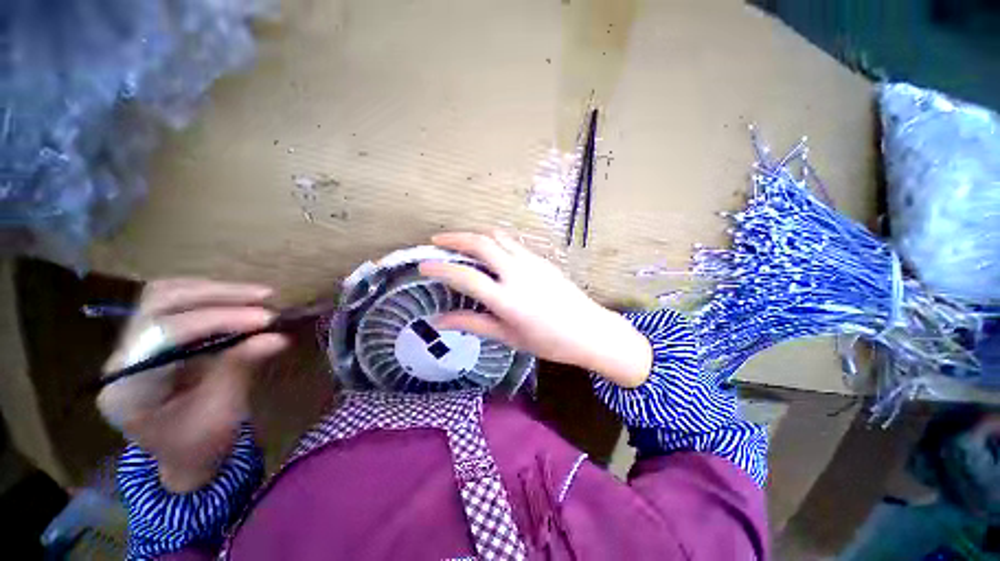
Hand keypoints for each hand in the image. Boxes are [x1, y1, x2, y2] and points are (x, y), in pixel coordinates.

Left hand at [97, 279, 287, 492]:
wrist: (182, 457)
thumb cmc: (201, 445)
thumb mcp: (224, 411)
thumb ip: (241, 367)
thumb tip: (278, 337)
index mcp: (129, 390)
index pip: (164, 336)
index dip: (217, 320)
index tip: (266, 319)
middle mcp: (120, 360)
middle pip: (159, 305)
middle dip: (216, 296)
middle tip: (265, 297)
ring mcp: (129, 346)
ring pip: (163, 295)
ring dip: (213, 290)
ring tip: (257, 294)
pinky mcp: (147, 338)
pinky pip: (172, 302)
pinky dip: (207, 295)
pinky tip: (235, 300)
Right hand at [420, 231, 651, 387]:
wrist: (590, 330)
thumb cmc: (548, 341)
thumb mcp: (508, 337)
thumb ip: (473, 324)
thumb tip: (439, 320)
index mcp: (507, 300)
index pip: (466, 277)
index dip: (441, 269)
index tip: (423, 265)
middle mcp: (517, 274)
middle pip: (481, 243)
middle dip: (455, 238)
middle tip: (437, 241)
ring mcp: (532, 262)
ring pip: (498, 236)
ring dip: (475, 234)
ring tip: (460, 241)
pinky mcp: (541, 258)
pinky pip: (512, 242)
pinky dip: (494, 239)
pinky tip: (488, 249)